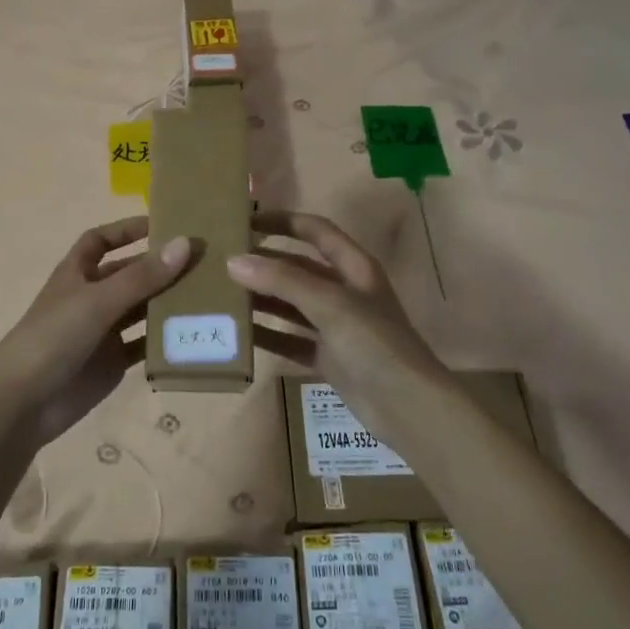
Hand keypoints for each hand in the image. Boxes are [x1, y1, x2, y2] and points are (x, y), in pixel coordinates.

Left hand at [0, 216, 192, 448]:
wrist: (24, 403)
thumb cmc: (54, 338)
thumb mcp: (98, 301)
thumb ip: (142, 276)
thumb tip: (185, 243)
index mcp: (77, 274)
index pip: (100, 241)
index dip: (126, 230)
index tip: (162, 225)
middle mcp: (90, 298)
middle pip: (129, 275)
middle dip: (160, 268)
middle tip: (204, 262)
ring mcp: (102, 332)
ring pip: (141, 310)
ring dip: (167, 303)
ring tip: (210, 295)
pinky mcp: (113, 363)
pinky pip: (144, 346)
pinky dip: (165, 341)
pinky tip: (194, 335)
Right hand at [227, 211, 454, 436]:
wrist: (407, 407)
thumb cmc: (375, 343)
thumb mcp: (331, 304)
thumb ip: (283, 281)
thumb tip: (234, 261)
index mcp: (354, 267)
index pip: (315, 231)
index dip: (283, 221)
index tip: (246, 221)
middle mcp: (345, 292)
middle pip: (298, 268)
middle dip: (264, 263)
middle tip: (222, 262)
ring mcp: (336, 326)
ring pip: (291, 304)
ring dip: (261, 299)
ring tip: (222, 295)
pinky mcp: (328, 357)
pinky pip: (290, 339)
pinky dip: (268, 335)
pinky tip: (238, 335)